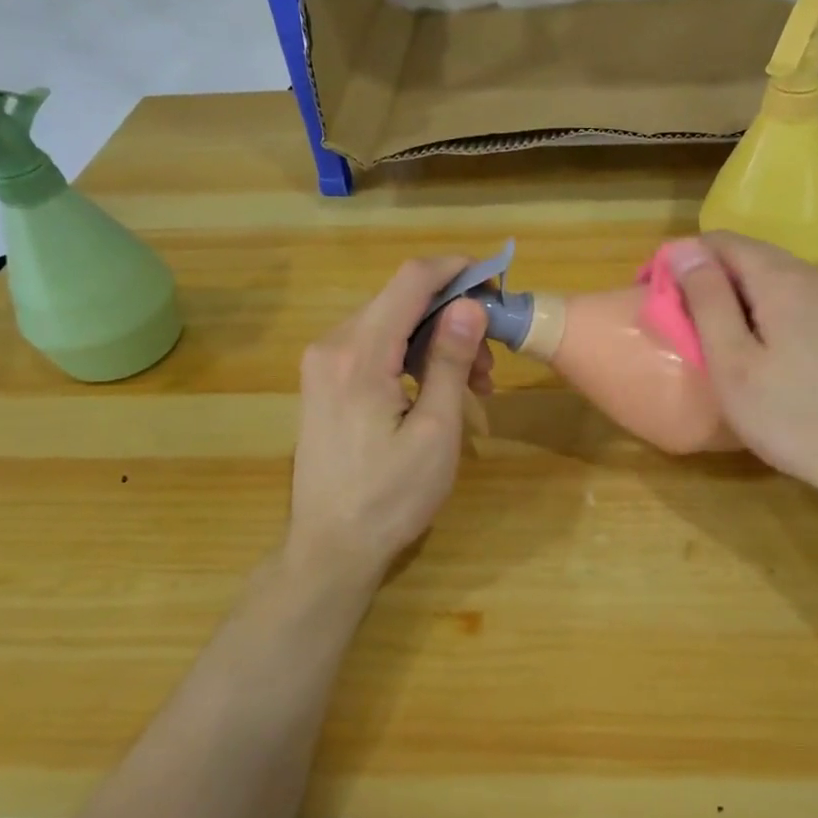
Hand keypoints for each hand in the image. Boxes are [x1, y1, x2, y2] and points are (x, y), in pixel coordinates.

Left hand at [286, 258, 493, 589]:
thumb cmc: (391, 496)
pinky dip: (411, 359)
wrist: (331, 547)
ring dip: (435, 343)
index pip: (410, 280)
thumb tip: (469, 305)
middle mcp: (332, 345)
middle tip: (490, 364)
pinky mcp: (324, 383)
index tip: (494, 280)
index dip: (455, 270)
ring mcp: (322, 364)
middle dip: (452, 318)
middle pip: (401, 301)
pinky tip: (437, 391)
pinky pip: (374, 349)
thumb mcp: (436, 430)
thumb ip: (450, 361)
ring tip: (473, 386)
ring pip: (390, 326)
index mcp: (359, 353)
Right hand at [666, 233, 817, 526]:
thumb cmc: (792, 417)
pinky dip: (778, 316)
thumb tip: (682, 250)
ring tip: (727, 344)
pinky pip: (807, 305)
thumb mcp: (733, 362)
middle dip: (715, 281)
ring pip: (783, 283)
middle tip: (689, 326)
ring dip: (747, 300)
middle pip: (755, 258)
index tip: (661, 294)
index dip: (686, 260)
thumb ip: (706, 300)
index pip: (723, 242)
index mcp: (784, 279)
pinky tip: (775, 357)